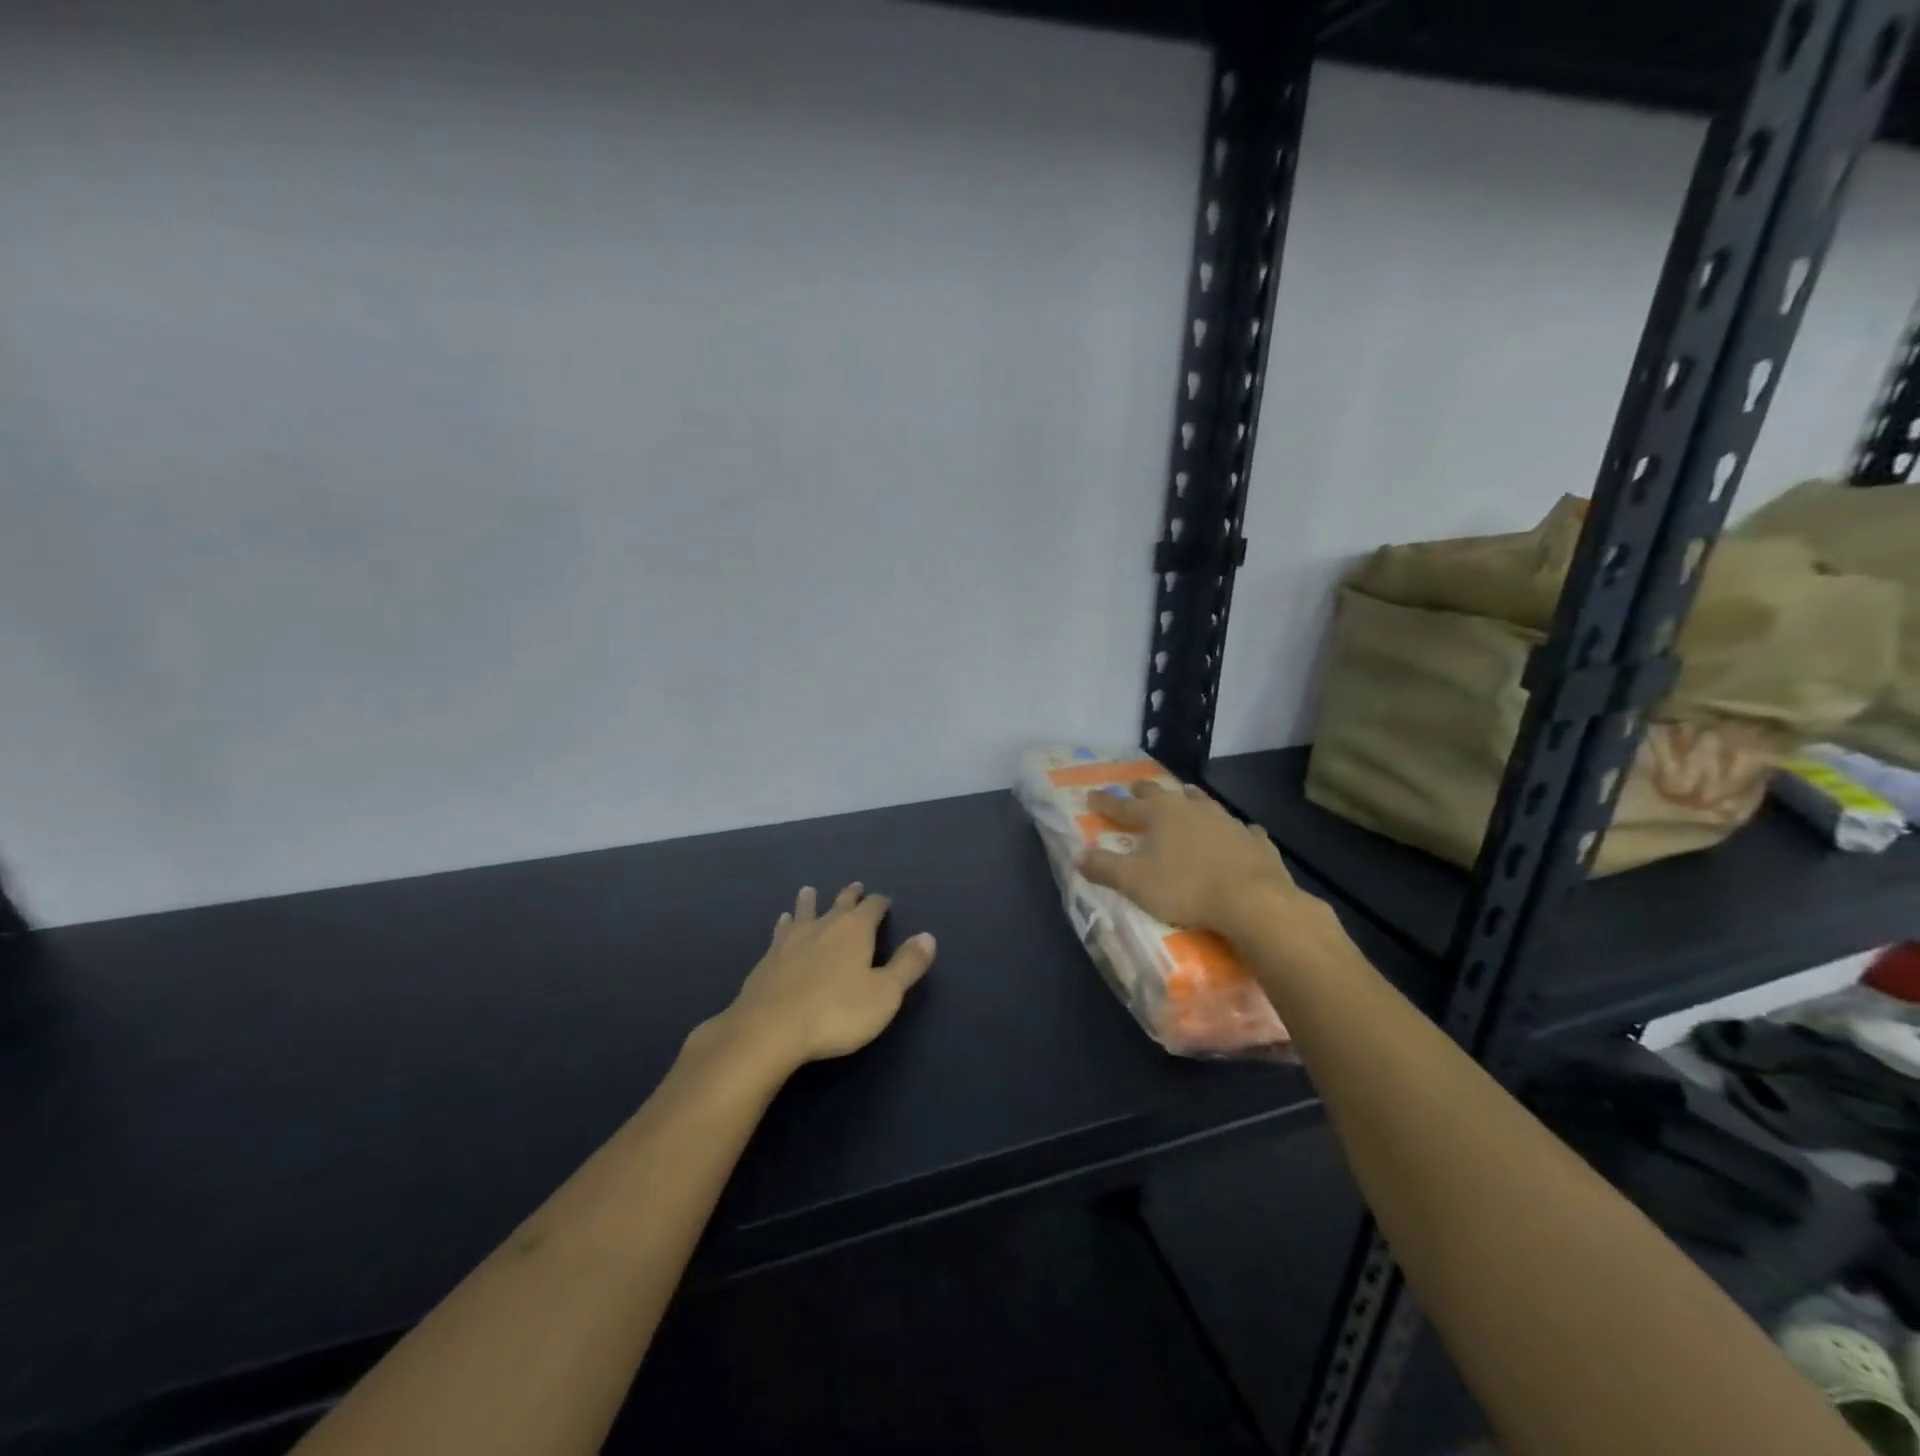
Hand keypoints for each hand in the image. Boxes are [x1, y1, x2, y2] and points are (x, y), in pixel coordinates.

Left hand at [707, 883, 935, 1075]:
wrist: (770, 1029)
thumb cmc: (837, 1012)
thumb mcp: (884, 993)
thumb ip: (907, 964)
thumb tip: (928, 936)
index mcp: (855, 930)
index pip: (872, 907)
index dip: (880, 903)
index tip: (885, 901)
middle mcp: (824, 925)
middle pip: (840, 904)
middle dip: (850, 896)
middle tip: (855, 887)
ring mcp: (792, 940)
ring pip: (805, 912)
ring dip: (810, 902)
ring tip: (808, 891)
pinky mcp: (769, 958)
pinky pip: (781, 932)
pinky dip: (785, 924)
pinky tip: (782, 923)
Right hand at [1079, 781, 1307, 934]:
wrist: (1253, 901)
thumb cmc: (1186, 888)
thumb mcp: (1135, 882)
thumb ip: (1105, 868)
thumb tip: (1079, 857)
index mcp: (1160, 814)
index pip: (1124, 806)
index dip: (1106, 803)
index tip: (1091, 796)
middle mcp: (1192, 809)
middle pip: (1163, 794)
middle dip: (1146, 791)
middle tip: (1136, 786)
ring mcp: (1227, 822)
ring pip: (1204, 803)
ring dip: (1192, 798)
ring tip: (1187, 793)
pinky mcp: (1255, 842)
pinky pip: (1243, 829)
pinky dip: (1235, 829)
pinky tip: (1241, 830)